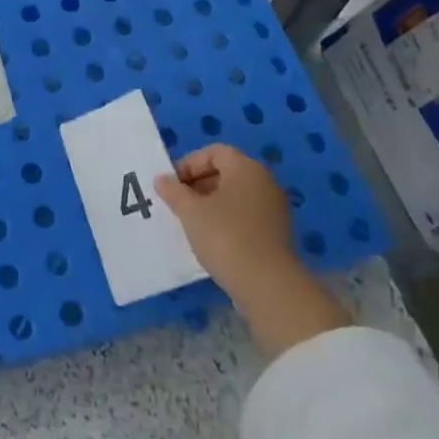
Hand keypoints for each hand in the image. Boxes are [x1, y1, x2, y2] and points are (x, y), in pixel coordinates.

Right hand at [154, 145, 348, 357]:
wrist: (268, 287)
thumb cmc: (226, 237)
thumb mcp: (190, 212)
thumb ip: (173, 192)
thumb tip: (162, 179)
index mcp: (246, 168)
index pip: (214, 152)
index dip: (189, 164)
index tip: (173, 185)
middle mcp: (264, 182)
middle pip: (226, 172)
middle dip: (198, 184)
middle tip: (178, 204)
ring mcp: (273, 209)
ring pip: (235, 196)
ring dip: (211, 204)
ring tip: (191, 223)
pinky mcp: (276, 234)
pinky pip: (245, 216)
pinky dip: (226, 221)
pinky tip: (211, 241)